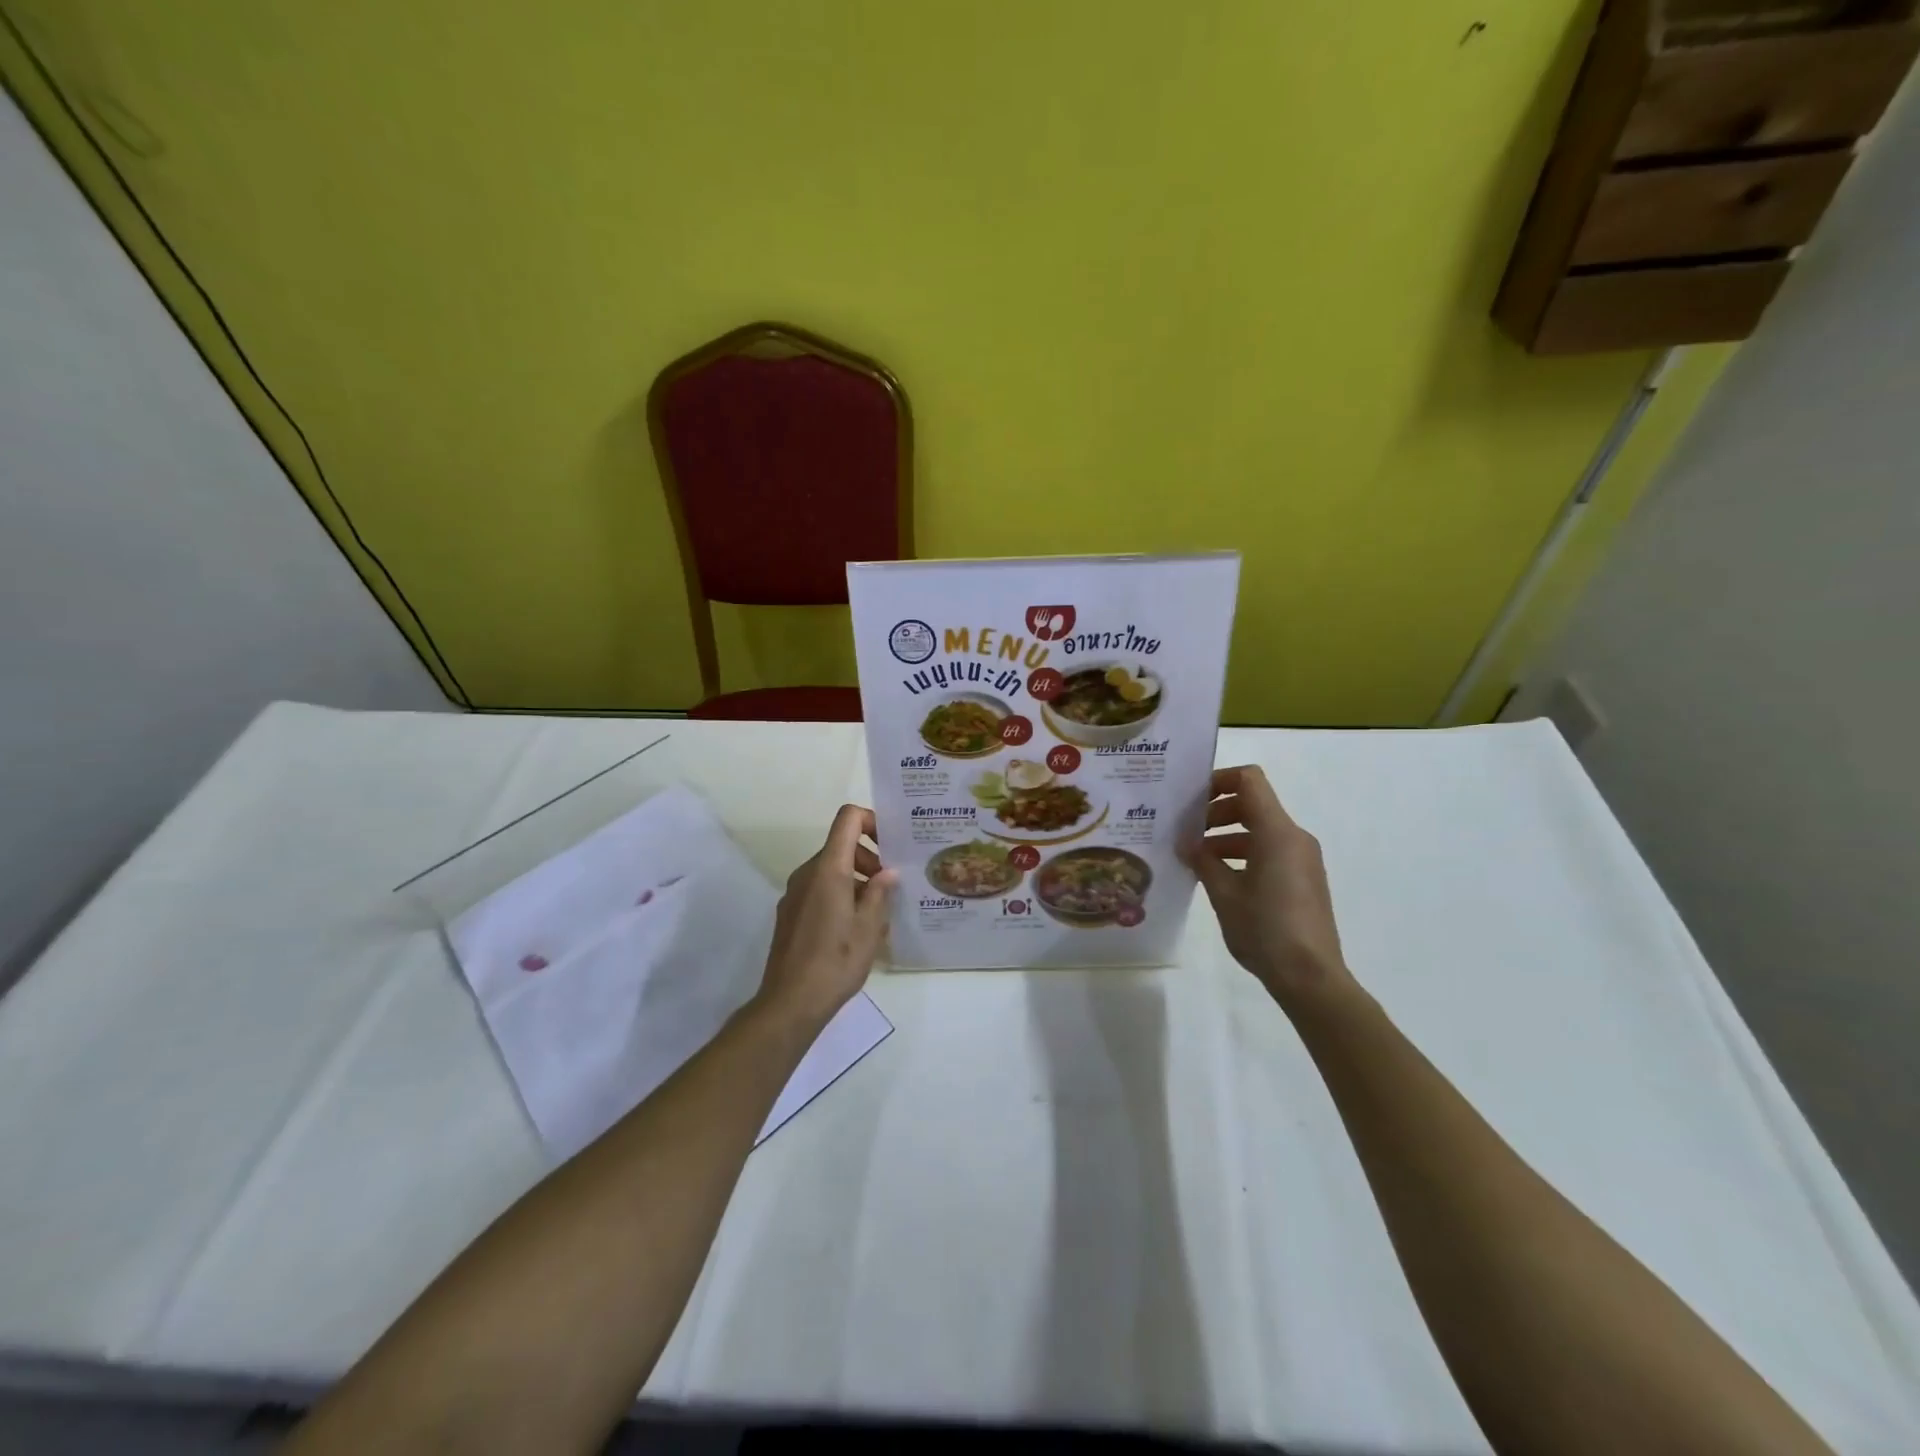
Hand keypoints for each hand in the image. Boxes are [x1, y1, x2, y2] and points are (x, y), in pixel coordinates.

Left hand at [756, 804, 897, 1028]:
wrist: (790, 1002)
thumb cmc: (836, 961)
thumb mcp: (870, 928)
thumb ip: (881, 893)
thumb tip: (888, 873)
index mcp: (829, 869)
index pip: (847, 819)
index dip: (871, 820)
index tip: (891, 844)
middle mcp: (808, 873)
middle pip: (841, 845)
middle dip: (870, 858)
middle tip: (891, 888)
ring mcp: (795, 892)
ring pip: (831, 869)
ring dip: (857, 880)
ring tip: (878, 913)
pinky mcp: (790, 912)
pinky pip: (819, 889)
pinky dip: (840, 894)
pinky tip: (854, 928)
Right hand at [1187, 766, 1355, 1009]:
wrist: (1311, 977)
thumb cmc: (1264, 929)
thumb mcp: (1224, 893)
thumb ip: (1203, 861)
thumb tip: (1188, 844)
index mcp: (1277, 833)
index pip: (1249, 781)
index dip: (1218, 780)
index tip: (1191, 800)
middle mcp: (1294, 837)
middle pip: (1252, 804)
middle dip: (1216, 812)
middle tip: (1186, 833)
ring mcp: (1302, 859)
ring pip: (1260, 830)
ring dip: (1226, 836)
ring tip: (1196, 858)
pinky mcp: (1303, 879)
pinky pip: (1270, 851)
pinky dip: (1243, 854)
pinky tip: (1219, 878)